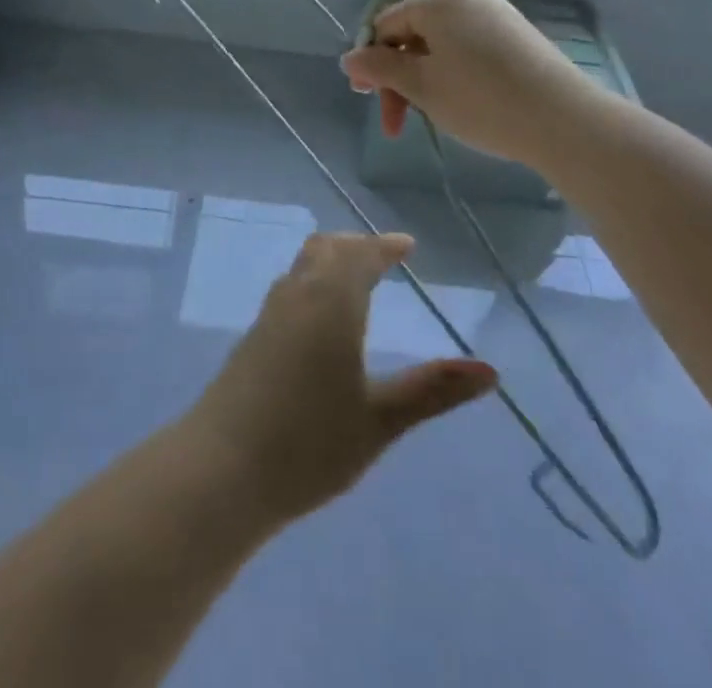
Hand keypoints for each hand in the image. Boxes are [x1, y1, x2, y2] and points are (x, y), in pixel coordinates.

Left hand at [183, 232, 497, 523]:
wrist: (223, 467)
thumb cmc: (310, 443)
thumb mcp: (380, 420)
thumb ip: (432, 390)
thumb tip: (489, 371)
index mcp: (332, 302)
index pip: (361, 255)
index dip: (385, 246)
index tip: (406, 244)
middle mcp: (299, 294)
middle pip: (328, 248)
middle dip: (357, 246)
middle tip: (383, 256)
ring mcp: (270, 313)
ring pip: (304, 264)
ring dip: (331, 259)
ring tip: (355, 278)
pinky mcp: (253, 335)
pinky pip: (291, 286)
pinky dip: (313, 279)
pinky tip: (320, 315)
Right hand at [339, 0, 586, 163]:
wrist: (565, 121)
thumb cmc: (481, 99)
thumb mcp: (421, 86)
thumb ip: (379, 68)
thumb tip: (348, 58)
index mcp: (438, 0)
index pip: (385, 25)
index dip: (371, 62)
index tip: (370, 100)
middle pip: (413, 34)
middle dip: (399, 77)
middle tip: (396, 122)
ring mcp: (497, 16)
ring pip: (441, 45)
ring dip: (425, 80)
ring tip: (431, 116)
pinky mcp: (518, 38)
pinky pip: (469, 50)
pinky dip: (454, 76)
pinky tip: (464, 105)